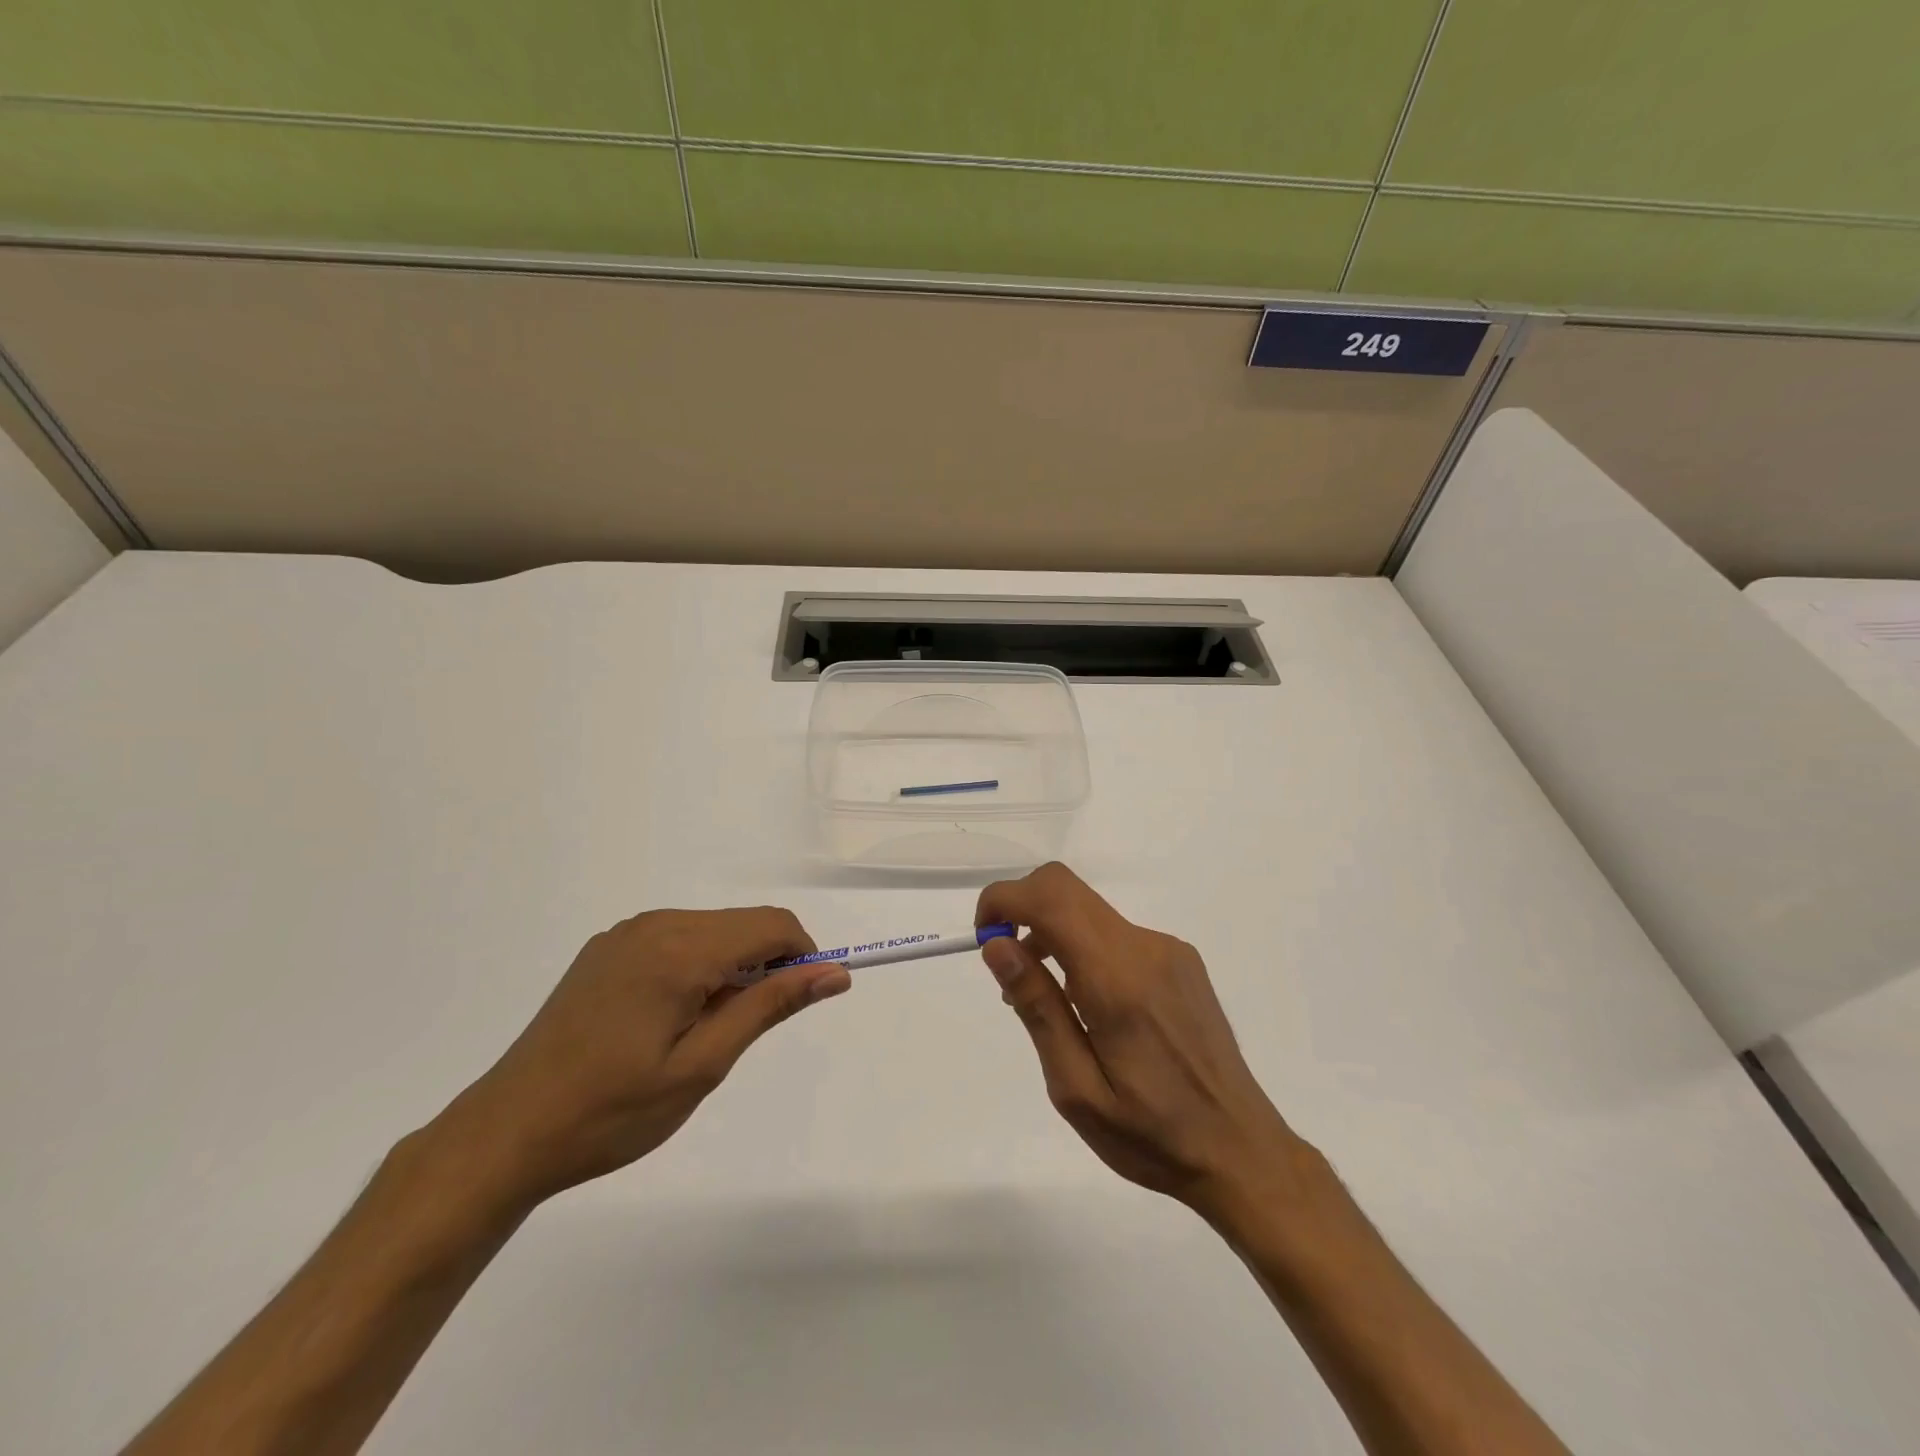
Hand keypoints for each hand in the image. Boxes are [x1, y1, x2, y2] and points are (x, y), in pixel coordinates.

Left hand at [435, 907, 850, 1209]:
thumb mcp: (702, 1065)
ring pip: (713, 929)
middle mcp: (655, 925)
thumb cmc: (613, 1111)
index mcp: (680, 949)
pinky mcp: (608, 948)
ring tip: (707, 1029)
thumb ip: (770, 1006)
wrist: (508, 1133)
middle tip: (747, 1029)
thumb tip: (833, 972)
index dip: (804, 955)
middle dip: (768, 963)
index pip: (772, 925)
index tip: (804, 1000)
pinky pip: (677, 938)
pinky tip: (672, 1016)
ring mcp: (627, 933)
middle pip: (744, 923)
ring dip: (733, 965)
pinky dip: (699, 964)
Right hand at [977, 863, 1299, 1218]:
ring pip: (1090, 911)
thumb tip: (997, 946)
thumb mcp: (1076, 1088)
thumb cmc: (1151, 1135)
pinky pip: (1117, 934)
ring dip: (1053, 935)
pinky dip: (1085, 949)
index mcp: (1117, 979)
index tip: (983, 939)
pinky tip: (1092, 1007)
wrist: (1242, 1151)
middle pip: (1067, 889)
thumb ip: (1037, 1007)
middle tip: (1008, 970)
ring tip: (1048, 1002)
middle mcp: (1145, 947)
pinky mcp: (1182, 960)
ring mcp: (1168, 950)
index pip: (1049, 898)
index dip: (1003, 900)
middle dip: (1022, 910)